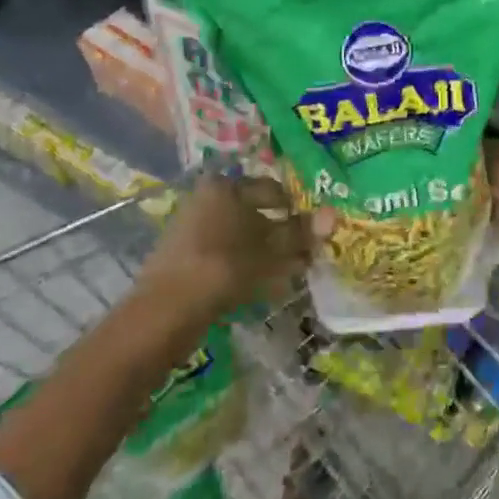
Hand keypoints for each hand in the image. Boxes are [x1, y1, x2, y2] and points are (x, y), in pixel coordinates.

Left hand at [137, 174, 331, 323]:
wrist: (165, 312)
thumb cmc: (223, 267)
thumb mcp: (269, 250)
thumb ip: (300, 233)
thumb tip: (333, 214)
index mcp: (225, 186)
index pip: (271, 189)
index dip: (296, 208)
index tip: (314, 229)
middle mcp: (206, 199)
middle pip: (255, 212)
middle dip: (281, 233)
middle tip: (306, 253)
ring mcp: (192, 228)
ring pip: (241, 236)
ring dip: (266, 252)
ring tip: (290, 273)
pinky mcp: (185, 257)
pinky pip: (225, 254)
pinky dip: (246, 265)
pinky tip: (264, 286)